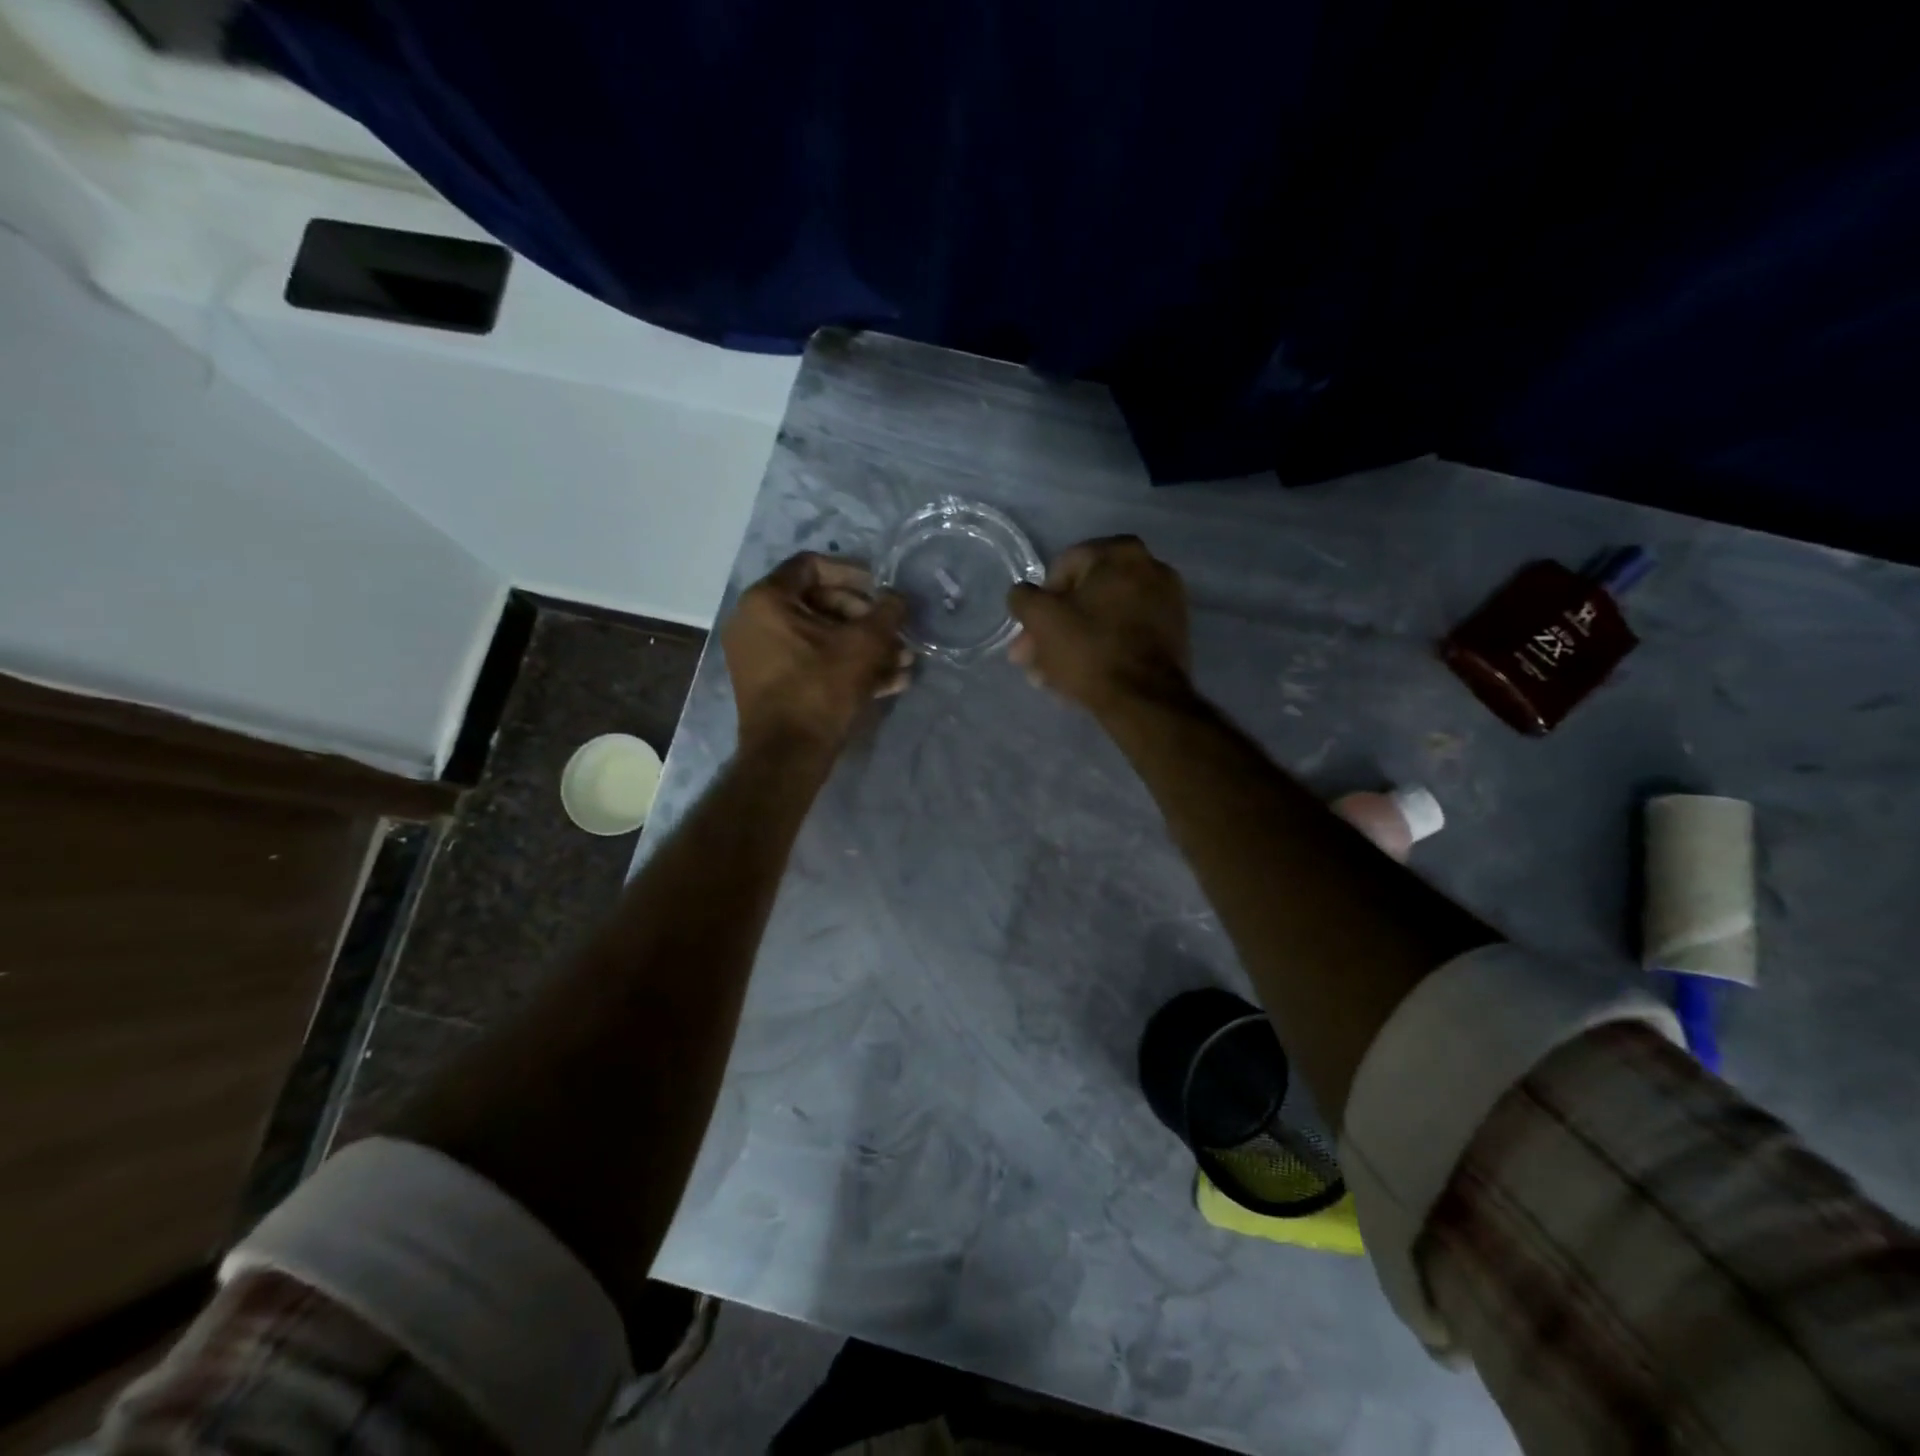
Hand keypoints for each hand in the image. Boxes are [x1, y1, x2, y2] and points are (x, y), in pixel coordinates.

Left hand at [725, 554, 911, 754]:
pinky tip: (889, 682)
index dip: (854, 573)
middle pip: (820, 604)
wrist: (787, 756)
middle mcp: (756, 622)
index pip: (812, 566)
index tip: (882, 589)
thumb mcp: (862, 646)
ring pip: (822, 639)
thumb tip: (899, 598)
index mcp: (766, 600)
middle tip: (897, 633)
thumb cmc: (820, 689)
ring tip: (903, 661)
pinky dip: (847, 667)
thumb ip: (886, 614)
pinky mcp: (773, 684)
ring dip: (865, 647)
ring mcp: (762, 655)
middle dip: (866, 619)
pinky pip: (813, 663)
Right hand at [1007, 536, 1190, 714]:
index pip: (1064, 567)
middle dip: (1055, 628)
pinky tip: (1078, 679)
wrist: (1144, 700)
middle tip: (1032, 658)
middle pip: (1085, 597)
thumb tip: (1023, 596)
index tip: (1030, 631)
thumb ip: (1023, 597)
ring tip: (1048, 677)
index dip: (1040, 600)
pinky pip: (1125, 636)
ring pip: (1103, 620)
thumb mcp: (1041, 618)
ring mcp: (1167, 603)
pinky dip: (1101, 651)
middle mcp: (1151, 568)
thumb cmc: (1089, 649)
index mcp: (1121, 553)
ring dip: (1072, 644)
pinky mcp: (1173, 636)